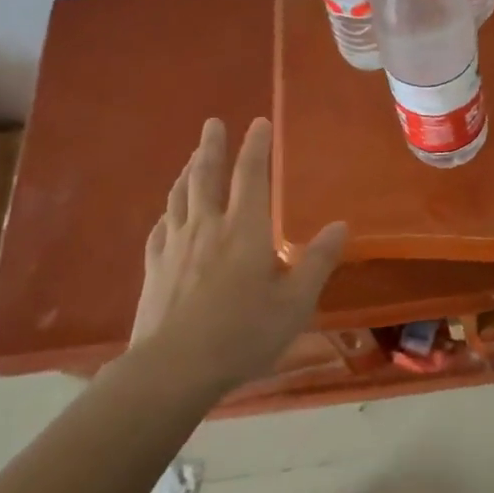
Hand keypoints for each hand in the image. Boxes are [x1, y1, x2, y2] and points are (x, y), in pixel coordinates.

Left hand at [130, 117, 346, 393]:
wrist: (171, 369)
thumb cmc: (241, 334)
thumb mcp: (295, 303)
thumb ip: (318, 261)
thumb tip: (340, 225)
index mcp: (245, 229)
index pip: (251, 174)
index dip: (256, 146)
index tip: (258, 122)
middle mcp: (207, 226)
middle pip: (207, 175)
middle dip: (212, 146)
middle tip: (213, 123)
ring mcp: (175, 246)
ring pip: (180, 196)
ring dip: (188, 171)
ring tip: (193, 158)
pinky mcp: (153, 268)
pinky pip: (160, 228)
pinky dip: (167, 213)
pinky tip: (167, 215)